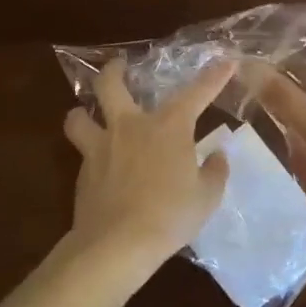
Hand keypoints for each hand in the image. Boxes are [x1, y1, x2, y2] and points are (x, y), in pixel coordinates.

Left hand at [63, 57, 233, 271]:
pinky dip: (88, 151)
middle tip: (119, 66)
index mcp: (169, 126)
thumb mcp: (206, 196)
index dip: (214, 76)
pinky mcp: (83, 172)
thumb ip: (214, 171)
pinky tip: (99, 165)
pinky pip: (82, 151)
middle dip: (114, 71)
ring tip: (88, 114)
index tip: (226, 62)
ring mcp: (101, 147)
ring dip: (83, 112)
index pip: (197, 93)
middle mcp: (131, 126)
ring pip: (79, 116)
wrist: (117, 244)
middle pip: (110, 85)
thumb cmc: (170, 215)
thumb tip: (217, 155)